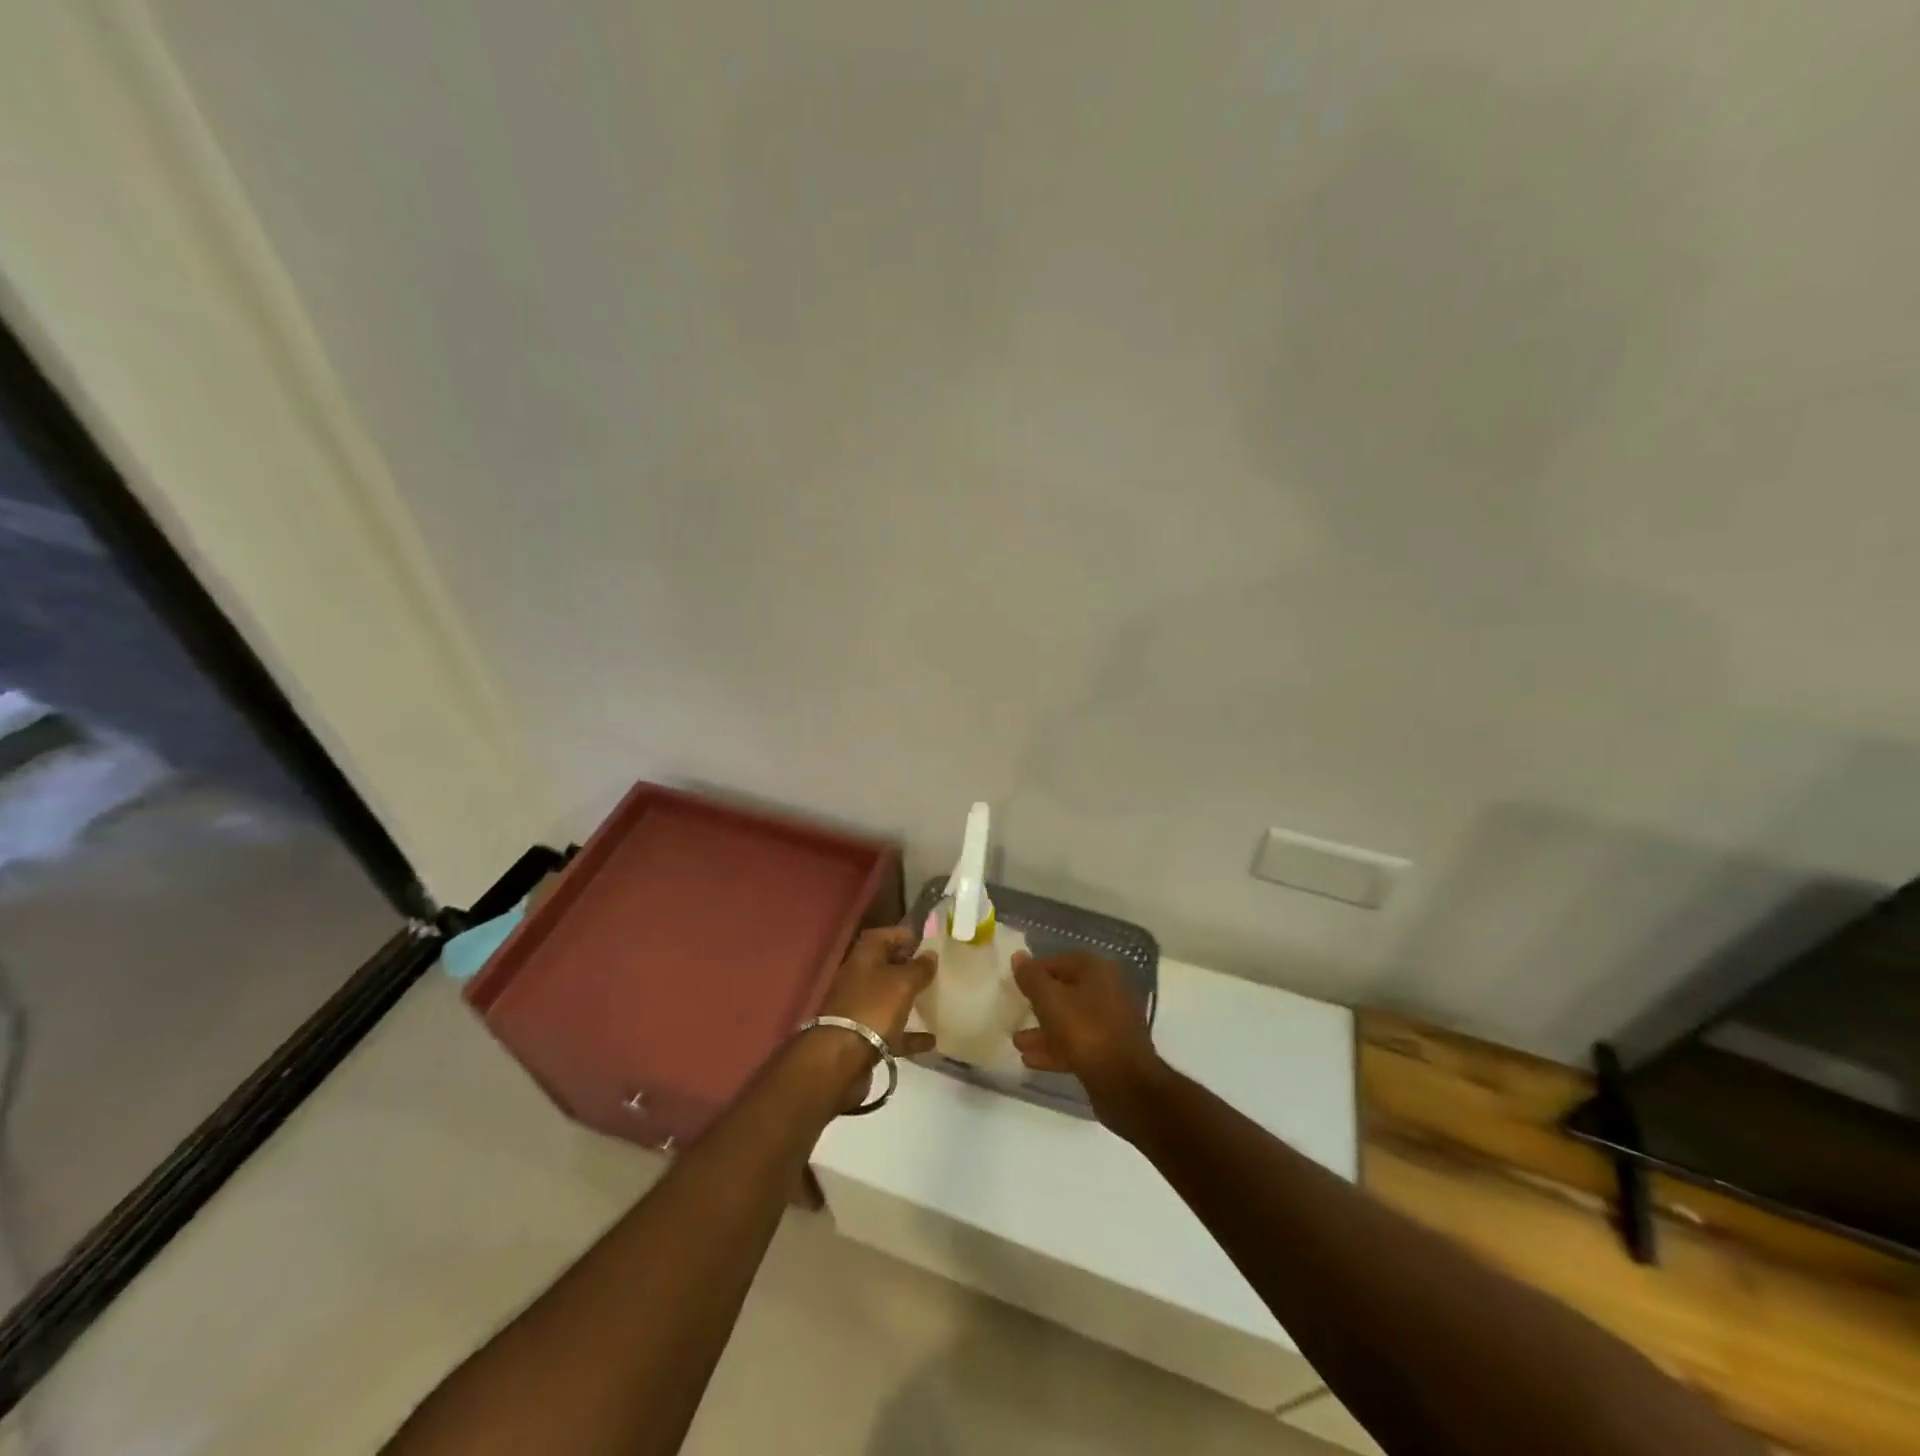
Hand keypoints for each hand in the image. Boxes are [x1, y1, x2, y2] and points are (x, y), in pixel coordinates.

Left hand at [816, 926, 937, 1057]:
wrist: (840, 1057)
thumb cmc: (874, 1007)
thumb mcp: (903, 982)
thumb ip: (920, 967)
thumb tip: (931, 954)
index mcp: (865, 955)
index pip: (887, 935)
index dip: (908, 937)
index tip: (930, 945)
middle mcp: (859, 977)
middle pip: (887, 966)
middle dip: (910, 968)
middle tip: (936, 973)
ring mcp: (859, 1007)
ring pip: (888, 998)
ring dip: (908, 1000)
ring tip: (934, 1001)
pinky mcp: (863, 1035)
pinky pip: (891, 1030)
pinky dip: (909, 1034)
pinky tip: (931, 1040)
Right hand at [1011, 950, 1165, 1130]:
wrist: (1125, 1084)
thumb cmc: (1086, 1031)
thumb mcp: (1051, 1001)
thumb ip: (1032, 978)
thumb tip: (1018, 956)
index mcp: (1098, 971)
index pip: (1059, 961)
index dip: (1035, 971)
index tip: (1014, 985)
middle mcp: (1108, 990)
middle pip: (1065, 991)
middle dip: (1038, 1004)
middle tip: (1016, 1012)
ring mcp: (1111, 1022)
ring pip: (1070, 1019)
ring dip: (1043, 1030)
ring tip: (1017, 1042)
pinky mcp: (1110, 1049)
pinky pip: (1078, 1042)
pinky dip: (1056, 1047)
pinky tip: (1030, 1059)